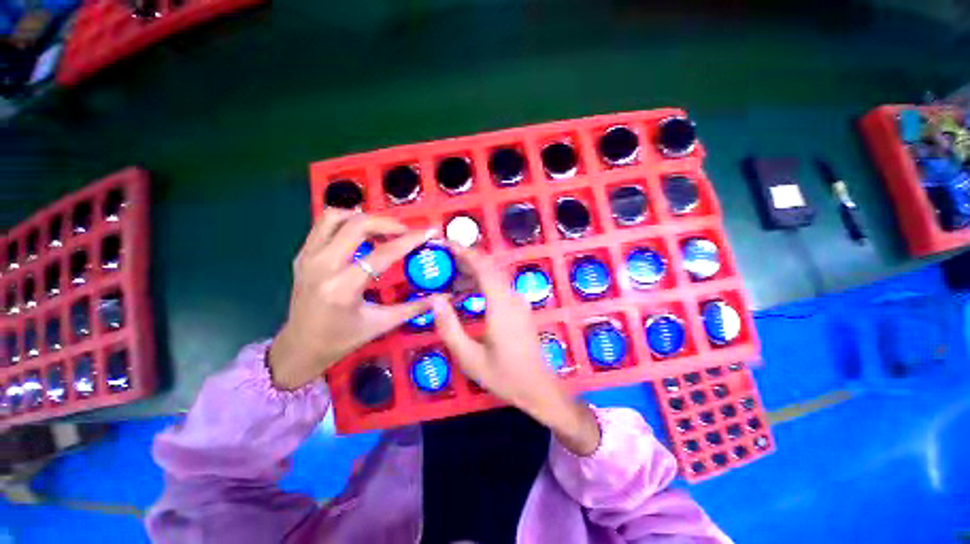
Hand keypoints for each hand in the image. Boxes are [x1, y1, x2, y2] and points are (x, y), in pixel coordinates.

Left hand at [269, 209, 435, 389]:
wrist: (299, 348)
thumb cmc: (341, 340)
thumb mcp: (381, 325)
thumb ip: (414, 307)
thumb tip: (442, 297)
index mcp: (343, 288)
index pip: (383, 254)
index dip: (410, 240)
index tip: (429, 232)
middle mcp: (322, 266)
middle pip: (358, 225)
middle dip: (388, 223)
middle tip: (406, 232)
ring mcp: (308, 257)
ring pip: (336, 217)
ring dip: (365, 218)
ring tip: (384, 231)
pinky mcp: (302, 255)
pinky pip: (325, 225)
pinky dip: (348, 222)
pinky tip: (363, 236)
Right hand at [433, 246, 599, 455]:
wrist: (538, 387)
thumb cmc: (503, 375)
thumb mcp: (469, 357)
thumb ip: (449, 327)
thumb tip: (436, 298)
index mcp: (500, 305)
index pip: (483, 267)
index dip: (465, 252)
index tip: (446, 243)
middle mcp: (512, 297)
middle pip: (490, 267)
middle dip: (466, 258)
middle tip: (444, 260)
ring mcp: (519, 301)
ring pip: (495, 275)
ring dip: (474, 271)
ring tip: (451, 277)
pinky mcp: (520, 307)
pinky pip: (499, 286)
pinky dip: (482, 282)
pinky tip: (468, 293)